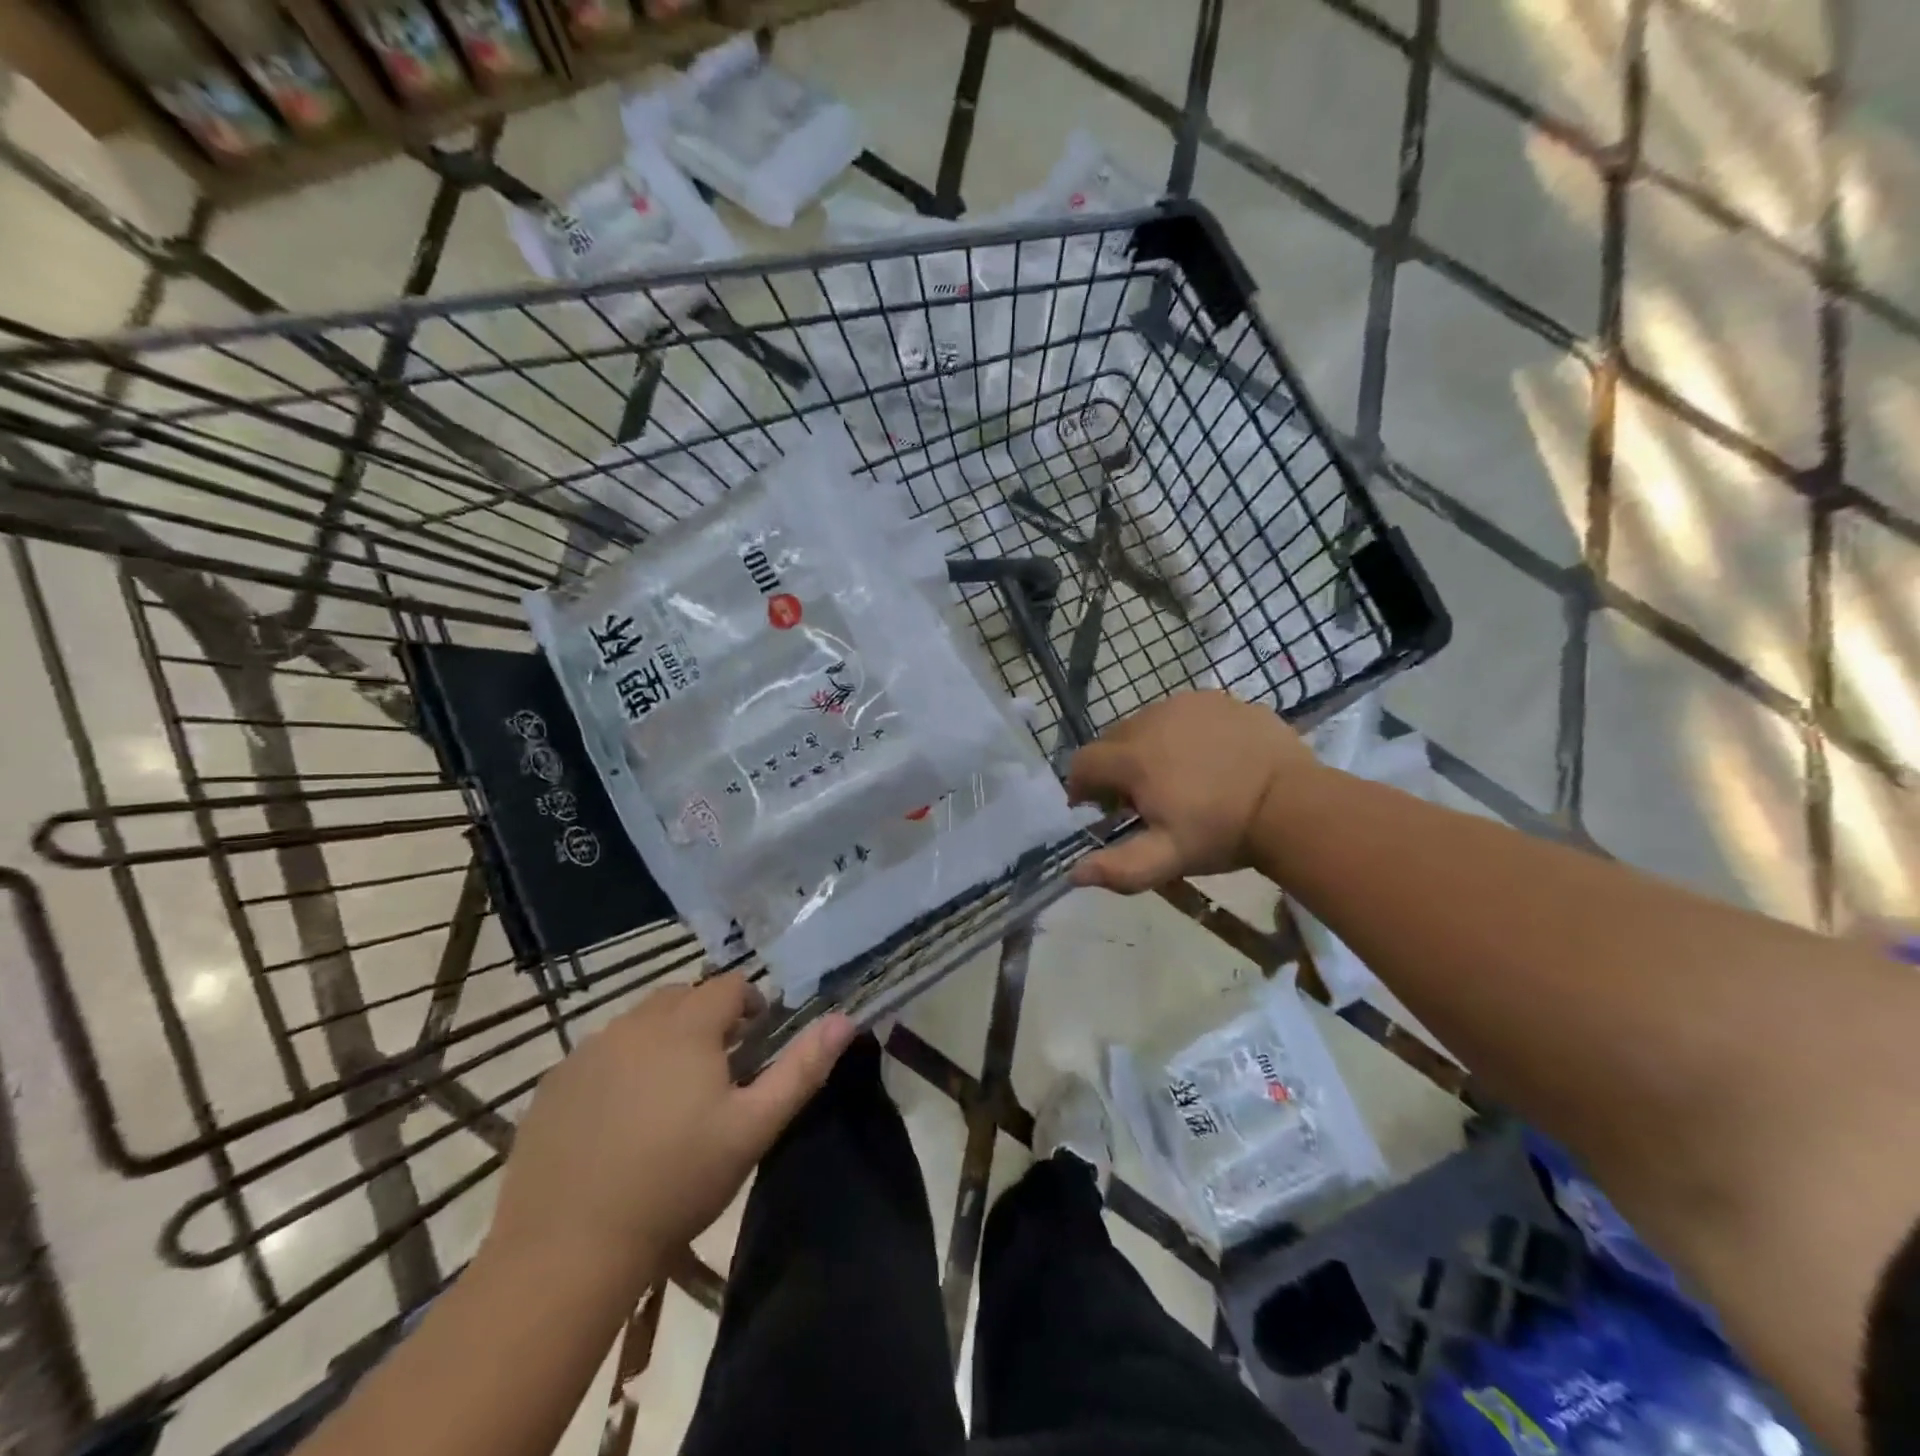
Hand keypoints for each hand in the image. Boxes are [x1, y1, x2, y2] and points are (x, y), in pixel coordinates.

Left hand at [485, 973, 853, 1295]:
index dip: (750, 1005)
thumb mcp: (754, 1128)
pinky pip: (599, 1054)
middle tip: (716, 1070)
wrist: (567, 1249)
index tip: (755, 1042)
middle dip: (706, 1018)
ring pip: (638, 1023)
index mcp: (686, 1027)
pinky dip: (620, 1066)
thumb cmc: (677, 1182)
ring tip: (669, 1094)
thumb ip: (802, 1069)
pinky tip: (620, 1118)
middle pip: (682, 997)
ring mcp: (587, 1052)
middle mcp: (634, 1024)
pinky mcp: (553, 1084)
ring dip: (662, 1039)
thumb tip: (845, 1019)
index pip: (729, 985)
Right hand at [1066, 691, 1316, 892]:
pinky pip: (1183, 713)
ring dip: (1147, 747)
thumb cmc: (1223, 832)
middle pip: (1112, 740)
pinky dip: (1181, 733)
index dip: (1082, 787)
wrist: (1294, 803)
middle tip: (1140, 798)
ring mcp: (1187, 704)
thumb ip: (1118, 869)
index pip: (1083, 762)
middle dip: (1115, 768)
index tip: (1099, 809)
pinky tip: (1206, 759)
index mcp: (1132, 757)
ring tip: (1174, 777)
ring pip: (1147, 723)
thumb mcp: (1168, 859)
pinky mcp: (1218, 699)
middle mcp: (1152, 719)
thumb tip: (1074, 873)